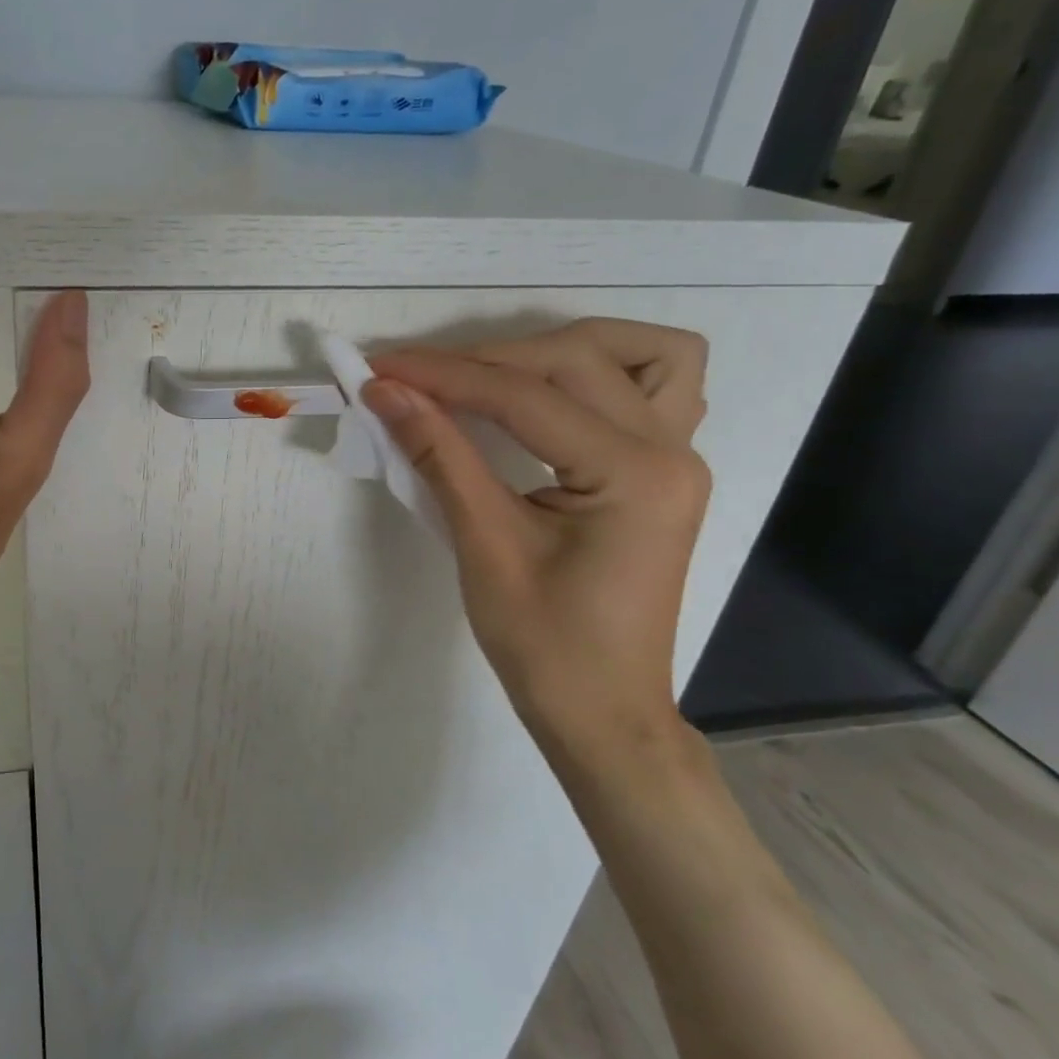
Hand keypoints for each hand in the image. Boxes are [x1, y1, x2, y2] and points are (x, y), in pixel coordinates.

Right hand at [362, 319, 709, 767]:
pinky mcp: (664, 470)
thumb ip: (438, 454)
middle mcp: (672, 450)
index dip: (443, 374)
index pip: (525, 395)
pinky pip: (654, 388)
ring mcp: (679, 456)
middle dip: (484, 359)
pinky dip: (600, 374)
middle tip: (414, 380)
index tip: (379, 368)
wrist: (601, 710)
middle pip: (575, 359)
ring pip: (641, 353)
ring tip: (494, 374)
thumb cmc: (543, 644)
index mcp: (635, 475)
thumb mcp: (483, 544)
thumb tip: (385, 393)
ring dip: (562, 348)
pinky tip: (551, 397)